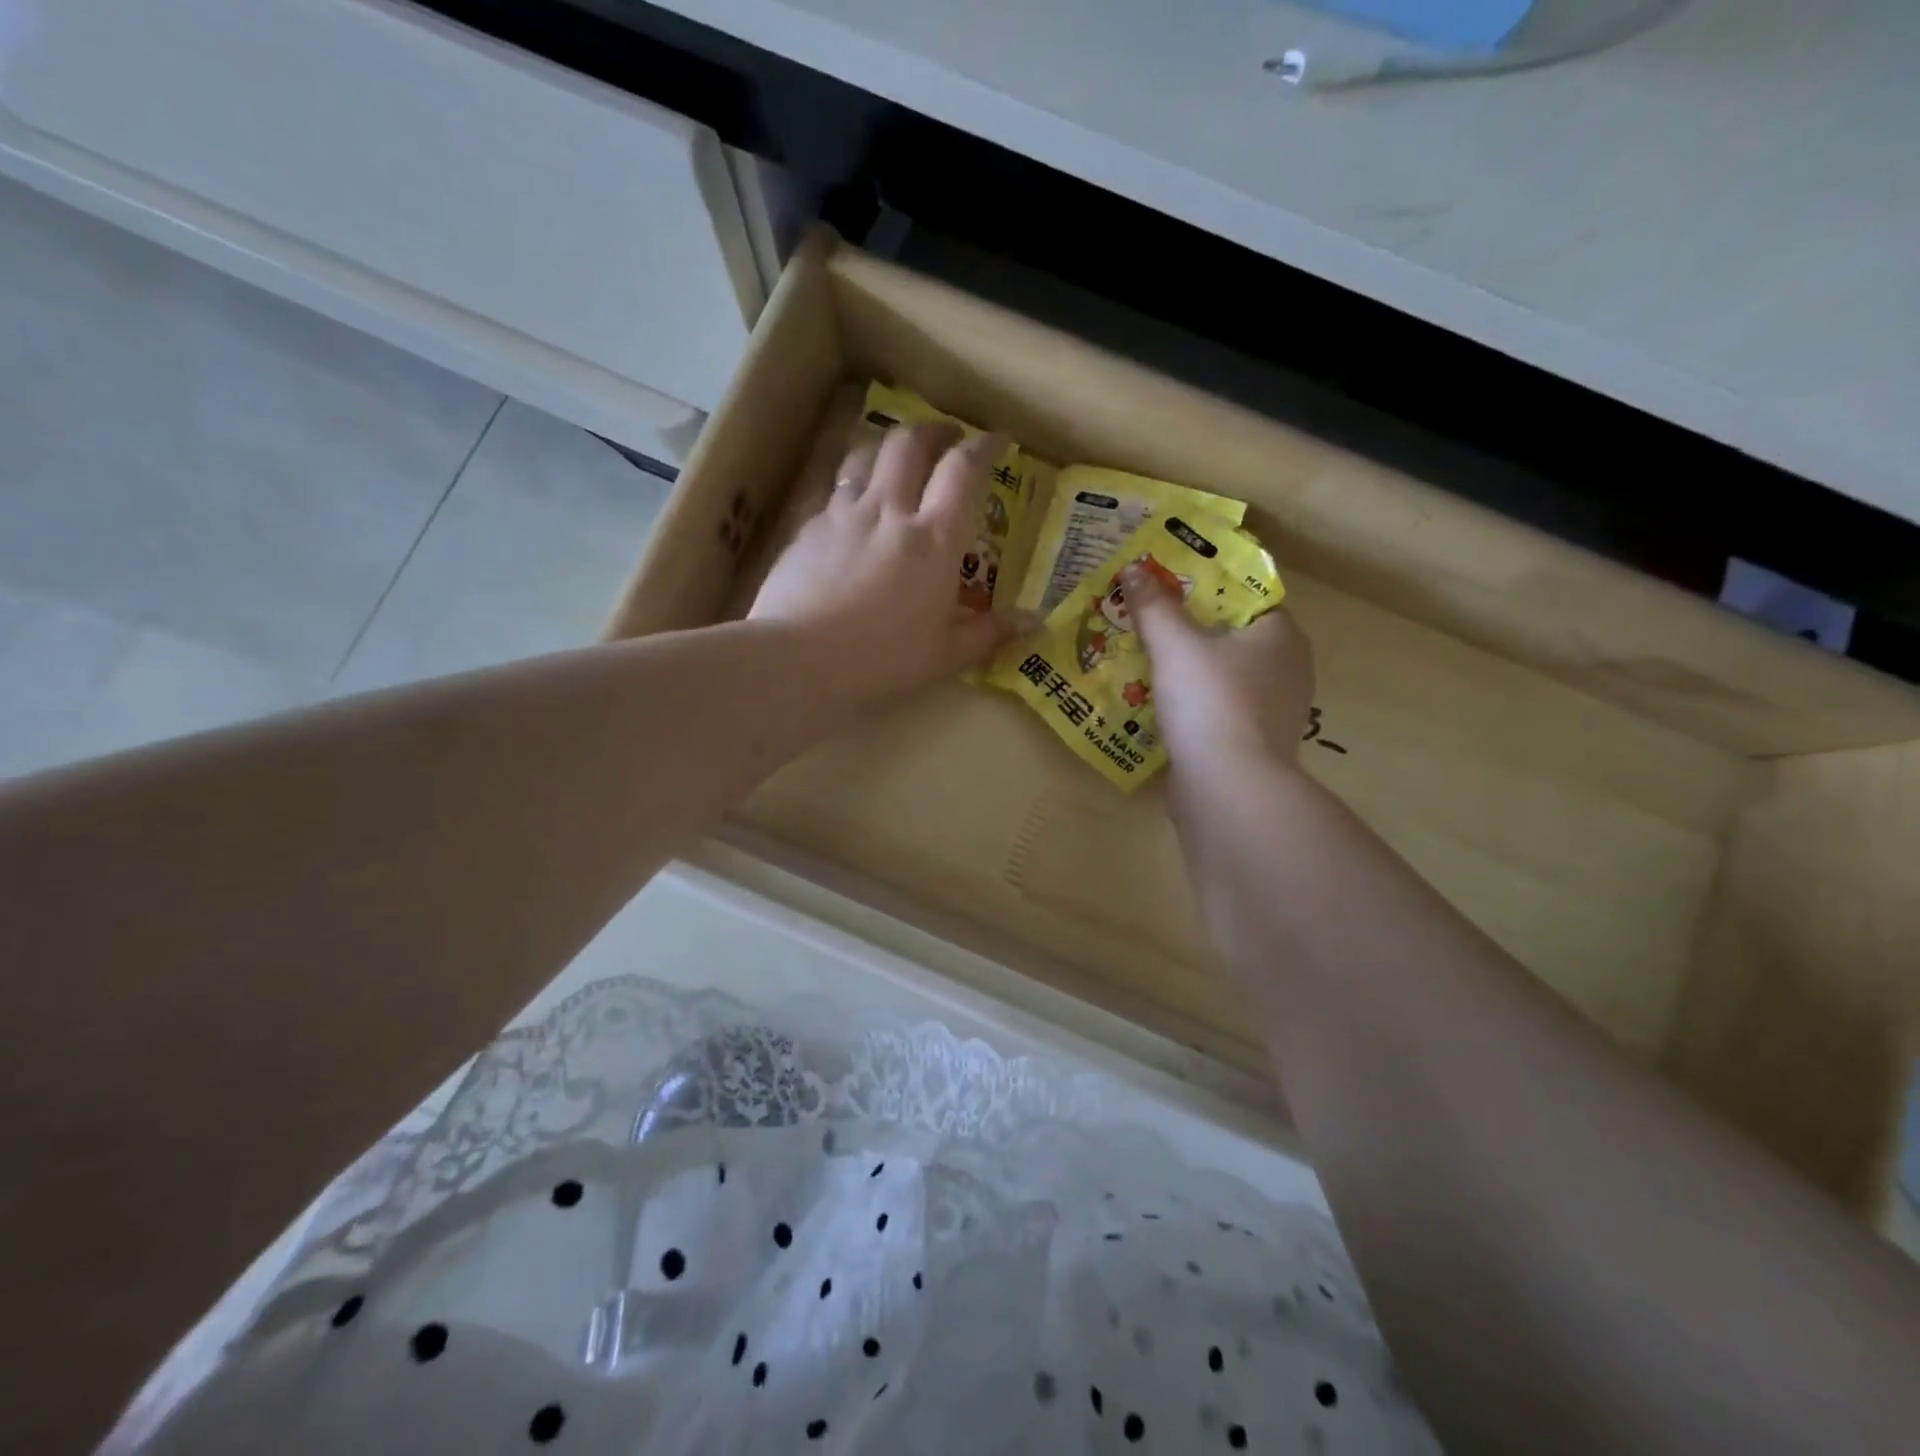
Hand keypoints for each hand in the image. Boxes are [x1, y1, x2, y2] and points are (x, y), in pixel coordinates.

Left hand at [750, 422, 1027, 707]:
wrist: (798, 661)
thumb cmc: (882, 661)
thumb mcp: (946, 656)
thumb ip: (991, 633)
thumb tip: (1036, 622)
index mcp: (934, 539)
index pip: (964, 470)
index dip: (984, 446)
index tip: (997, 438)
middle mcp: (890, 511)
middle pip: (911, 443)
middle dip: (934, 430)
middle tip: (947, 438)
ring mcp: (844, 514)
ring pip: (866, 453)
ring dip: (888, 444)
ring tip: (898, 455)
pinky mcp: (807, 527)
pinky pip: (833, 488)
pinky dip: (851, 483)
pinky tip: (851, 504)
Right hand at [1122, 561, 1314, 768]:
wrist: (1227, 788)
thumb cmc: (1210, 703)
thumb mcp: (1175, 645)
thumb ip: (1154, 606)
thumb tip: (1132, 569)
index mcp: (1281, 636)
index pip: (1246, 596)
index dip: (1206, 587)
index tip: (1167, 584)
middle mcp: (1287, 669)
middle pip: (1232, 637)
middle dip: (1190, 629)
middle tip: (1148, 618)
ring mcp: (1272, 711)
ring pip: (1223, 675)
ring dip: (1188, 669)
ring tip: (1145, 657)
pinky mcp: (1252, 743)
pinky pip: (1218, 709)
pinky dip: (1192, 703)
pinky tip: (1158, 702)